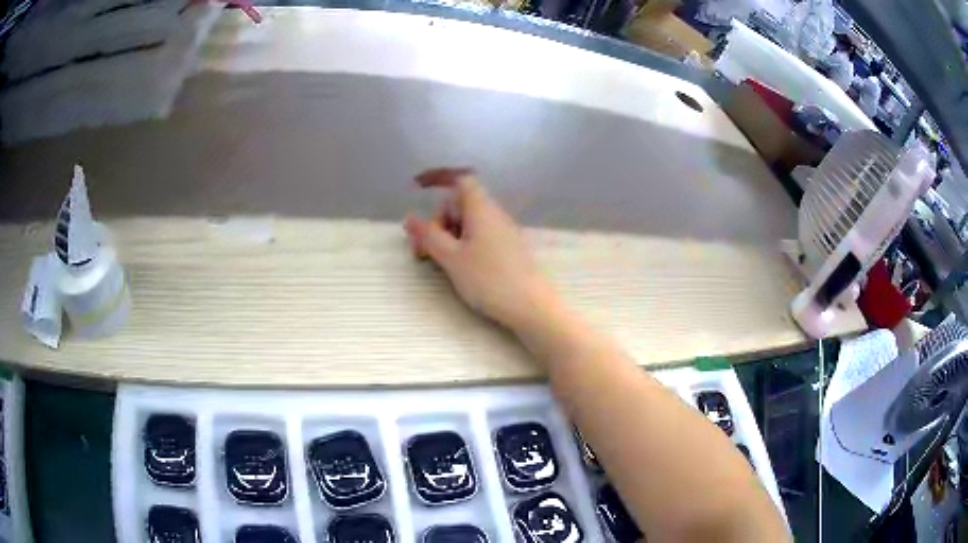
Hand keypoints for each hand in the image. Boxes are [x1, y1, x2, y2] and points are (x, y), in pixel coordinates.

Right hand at [404, 168, 555, 331]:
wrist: (532, 306)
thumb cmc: (489, 279)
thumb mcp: (452, 258)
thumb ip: (429, 236)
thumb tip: (410, 218)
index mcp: (481, 208)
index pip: (460, 179)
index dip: (439, 178)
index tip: (418, 188)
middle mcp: (494, 214)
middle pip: (459, 204)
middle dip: (437, 220)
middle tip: (421, 251)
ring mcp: (503, 232)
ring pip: (468, 222)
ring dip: (447, 236)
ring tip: (435, 262)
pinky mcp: (508, 249)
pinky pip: (479, 236)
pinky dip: (462, 245)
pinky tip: (457, 267)